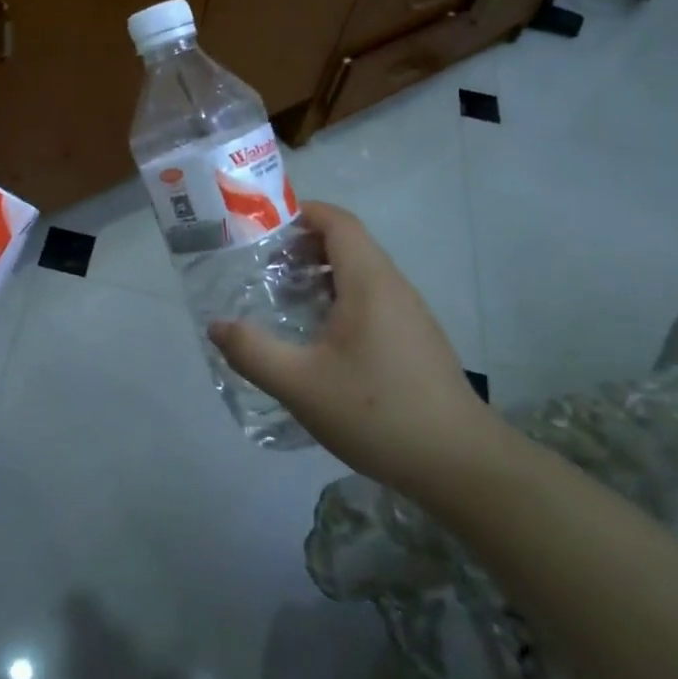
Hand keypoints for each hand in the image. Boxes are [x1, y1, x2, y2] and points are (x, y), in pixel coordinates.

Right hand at [208, 201, 496, 500]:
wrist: (461, 465)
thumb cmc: (378, 413)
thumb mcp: (300, 384)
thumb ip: (252, 352)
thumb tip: (216, 325)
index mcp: (369, 282)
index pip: (338, 222)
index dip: (302, 213)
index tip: (262, 231)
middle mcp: (394, 287)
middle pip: (348, 244)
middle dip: (303, 247)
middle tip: (264, 271)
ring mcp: (411, 314)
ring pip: (362, 274)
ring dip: (322, 276)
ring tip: (285, 303)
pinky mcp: (417, 340)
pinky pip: (374, 300)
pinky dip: (341, 300)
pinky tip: (321, 341)